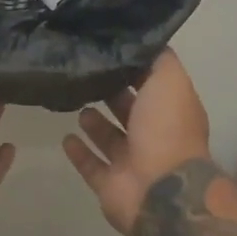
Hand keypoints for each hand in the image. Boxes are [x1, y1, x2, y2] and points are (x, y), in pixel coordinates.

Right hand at [62, 49, 211, 235]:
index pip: (151, 83)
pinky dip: (79, 153)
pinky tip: (65, 137)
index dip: (132, 67)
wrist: (162, 192)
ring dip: (94, 123)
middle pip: (129, 110)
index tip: (107, 49)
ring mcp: (132, 163)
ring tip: (76, 103)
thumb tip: (144, 43)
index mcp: (171, 111)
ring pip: (110, 138)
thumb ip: (159, 60)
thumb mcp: (170, 81)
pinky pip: (91, 166)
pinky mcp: (111, 186)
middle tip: (85, 73)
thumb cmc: (167, 130)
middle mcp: (154, 135)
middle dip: (111, 93)